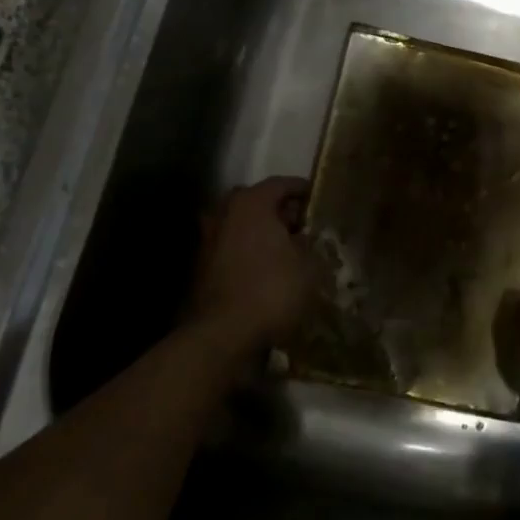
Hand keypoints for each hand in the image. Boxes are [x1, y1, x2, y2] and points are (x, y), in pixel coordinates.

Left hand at [186, 177, 312, 355]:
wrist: (222, 335)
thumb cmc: (271, 289)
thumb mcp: (309, 265)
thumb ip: (311, 245)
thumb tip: (307, 239)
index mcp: (251, 202)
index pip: (281, 183)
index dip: (302, 190)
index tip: (317, 199)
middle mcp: (224, 213)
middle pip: (257, 202)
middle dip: (279, 211)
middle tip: (302, 226)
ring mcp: (208, 240)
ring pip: (241, 226)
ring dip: (261, 234)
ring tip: (286, 251)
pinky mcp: (201, 268)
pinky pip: (231, 250)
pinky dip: (248, 254)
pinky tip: (265, 271)